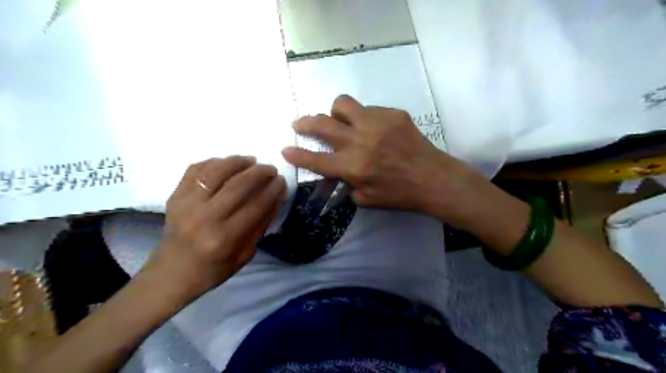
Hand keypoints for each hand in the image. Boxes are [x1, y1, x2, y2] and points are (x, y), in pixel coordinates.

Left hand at [146, 156, 285, 303]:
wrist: (170, 275)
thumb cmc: (212, 270)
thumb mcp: (245, 255)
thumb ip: (260, 226)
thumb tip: (274, 199)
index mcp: (224, 238)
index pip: (256, 205)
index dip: (273, 190)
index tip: (282, 181)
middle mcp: (204, 217)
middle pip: (238, 185)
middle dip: (260, 172)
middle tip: (271, 169)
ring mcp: (186, 204)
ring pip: (216, 171)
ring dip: (238, 161)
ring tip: (251, 161)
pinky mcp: (174, 196)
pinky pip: (195, 170)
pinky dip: (214, 162)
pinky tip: (226, 164)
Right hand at [280, 94, 478, 213]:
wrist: (433, 178)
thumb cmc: (399, 194)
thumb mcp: (366, 200)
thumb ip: (346, 184)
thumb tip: (337, 171)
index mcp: (353, 167)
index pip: (316, 159)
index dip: (297, 155)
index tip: (286, 149)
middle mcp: (360, 141)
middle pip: (322, 124)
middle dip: (305, 123)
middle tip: (300, 123)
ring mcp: (376, 123)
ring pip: (342, 104)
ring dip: (336, 113)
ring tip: (342, 121)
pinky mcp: (392, 114)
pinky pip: (368, 109)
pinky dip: (364, 118)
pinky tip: (375, 129)